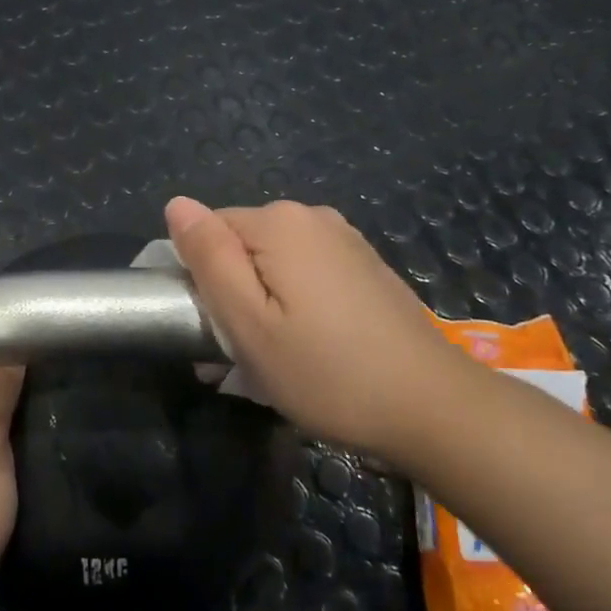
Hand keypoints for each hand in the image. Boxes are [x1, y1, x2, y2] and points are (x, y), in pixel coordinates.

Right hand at [166, 196, 458, 454]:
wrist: (432, 406)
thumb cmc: (327, 371)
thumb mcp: (249, 323)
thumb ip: (208, 258)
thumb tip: (177, 203)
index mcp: (278, 222)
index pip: (208, 233)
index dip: (202, 281)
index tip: (216, 332)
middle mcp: (312, 216)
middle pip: (243, 245)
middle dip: (234, 293)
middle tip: (246, 356)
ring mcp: (346, 239)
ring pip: (276, 262)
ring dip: (266, 302)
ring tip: (281, 359)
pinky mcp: (367, 265)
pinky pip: (310, 273)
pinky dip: (299, 303)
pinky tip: (316, 347)